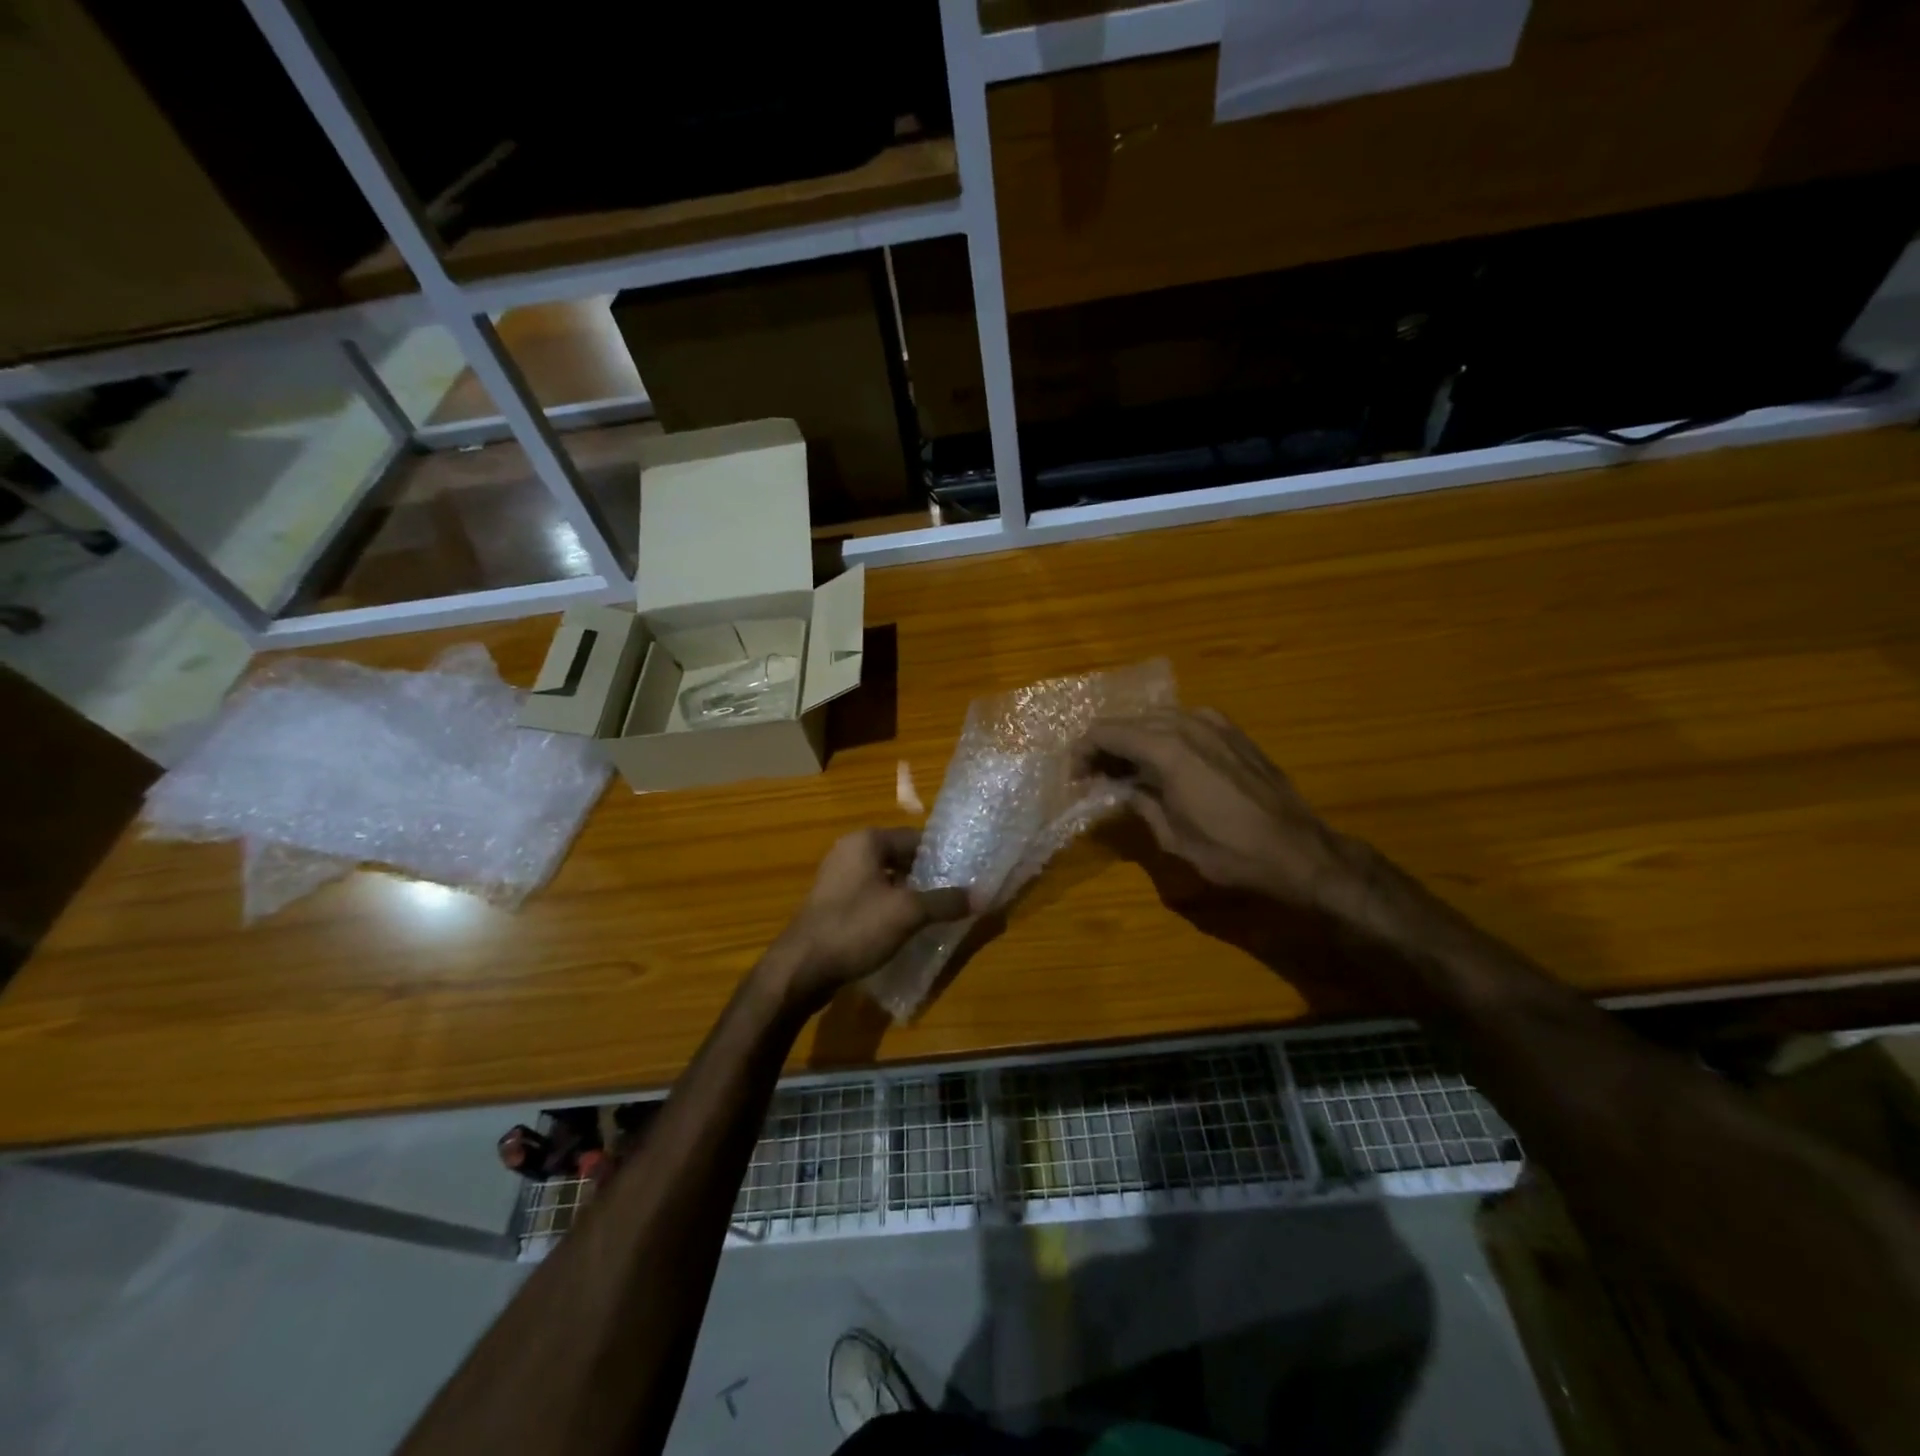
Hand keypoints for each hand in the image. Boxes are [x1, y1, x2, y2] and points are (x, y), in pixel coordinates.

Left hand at [760, 829, 972, 1013]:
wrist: (801, 968)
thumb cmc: (855, 927)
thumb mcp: (908, 913)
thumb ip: (945, 902)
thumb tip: (981, 896)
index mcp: (867, 841)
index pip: (916, 837)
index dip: (942, 856)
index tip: (965, 875)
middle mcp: (850, 850)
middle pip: (901, 857)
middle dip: (927, 876)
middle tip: (955, 896)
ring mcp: (837, 877)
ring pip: (886, 879)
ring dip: (909, 894)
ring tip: (936, 914)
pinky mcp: (832, 903)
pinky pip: (870, 896)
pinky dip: (889, 907)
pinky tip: (905, 928)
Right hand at [1075, 708, 1357, 910]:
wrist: (1298, 850)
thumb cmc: (1230, 852)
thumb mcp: (1172, 836)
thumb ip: (1139, 803)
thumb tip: (1120, 788)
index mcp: (1166, 750)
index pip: (1106, 733)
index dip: (1083, 752)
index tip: (1076, 778)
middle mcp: (1187, 724)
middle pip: (1129, 721)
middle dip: (1106, 745)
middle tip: (1096, 777)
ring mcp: (1214, 723)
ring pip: (1156, 718)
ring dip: (1134, 739)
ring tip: (1126, 771)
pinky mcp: (1233, 731)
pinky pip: (1184, 722)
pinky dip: (1163, 736)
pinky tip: (1164, 763)